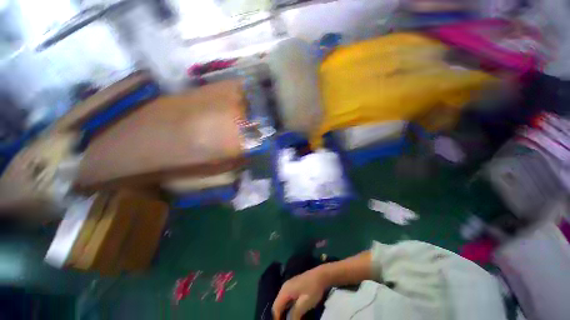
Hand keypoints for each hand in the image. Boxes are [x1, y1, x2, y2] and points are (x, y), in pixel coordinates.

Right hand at [272, 267, 327, 319]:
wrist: (321, 275)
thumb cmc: (312, 289)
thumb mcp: (304, 304)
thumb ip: (294, 314)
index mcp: (285, 290)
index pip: (275, 307)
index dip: (277, 318)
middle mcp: (284, 287)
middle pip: (278, 304)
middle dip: (280, 315)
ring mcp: (289, 285)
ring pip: (282, 301)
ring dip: (283, 311)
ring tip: (288, 319)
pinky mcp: (294, 286)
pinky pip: (287, 298)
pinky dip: (287, 307)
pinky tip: (292, 312)